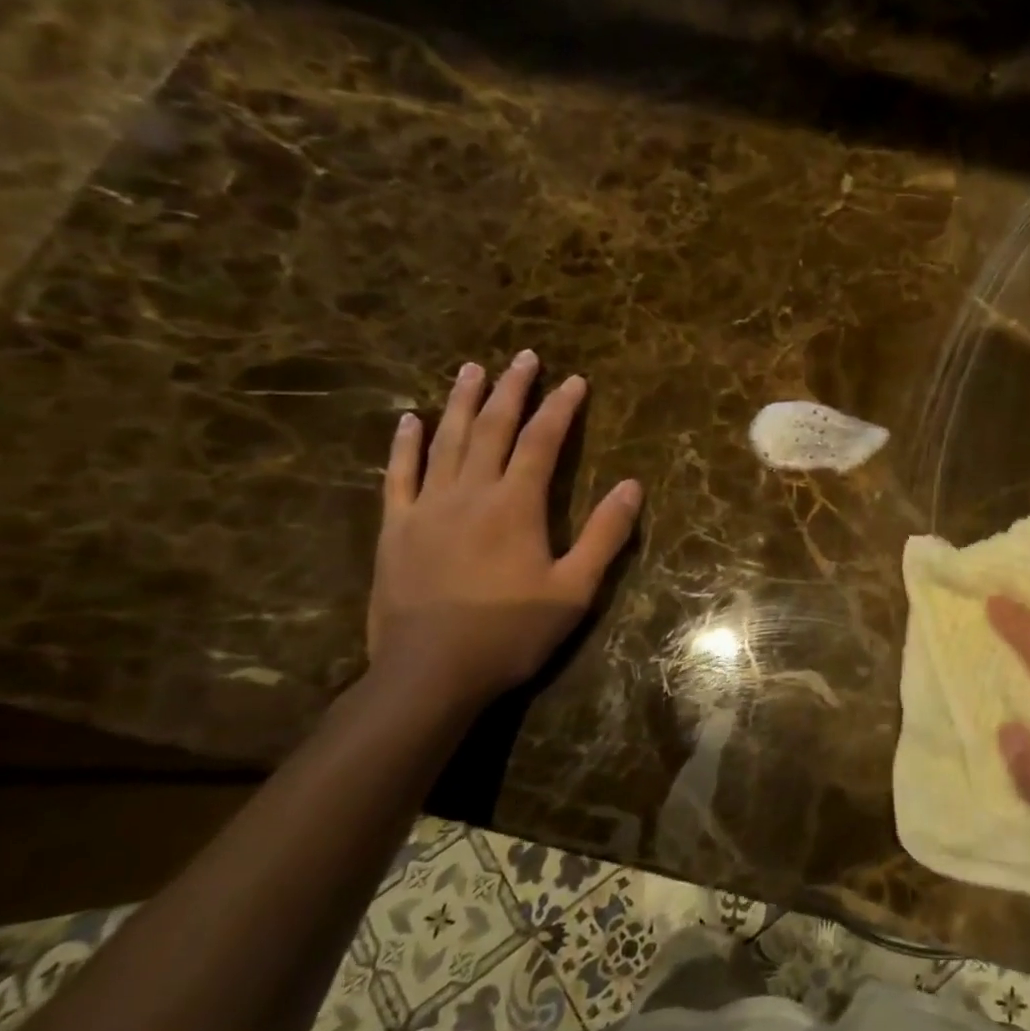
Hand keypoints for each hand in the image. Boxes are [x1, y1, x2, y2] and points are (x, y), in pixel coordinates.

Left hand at [367, 351, 640, 711]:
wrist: (428, 674)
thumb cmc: (510, 632)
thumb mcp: (575, 589)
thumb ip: (604, 534)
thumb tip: (633, 485)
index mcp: (516, 505)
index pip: (543, 441)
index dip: (561, 407)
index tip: (576, 380)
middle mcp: (470, 493)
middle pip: (493, 428)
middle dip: (512, 389)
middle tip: (524, 356)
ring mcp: (426, 508)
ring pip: (446, 441)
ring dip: (462, 402)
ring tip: (473, 368)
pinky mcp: (395, 529)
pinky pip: (398, 475)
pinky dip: (404, 444)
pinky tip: (409, 420)